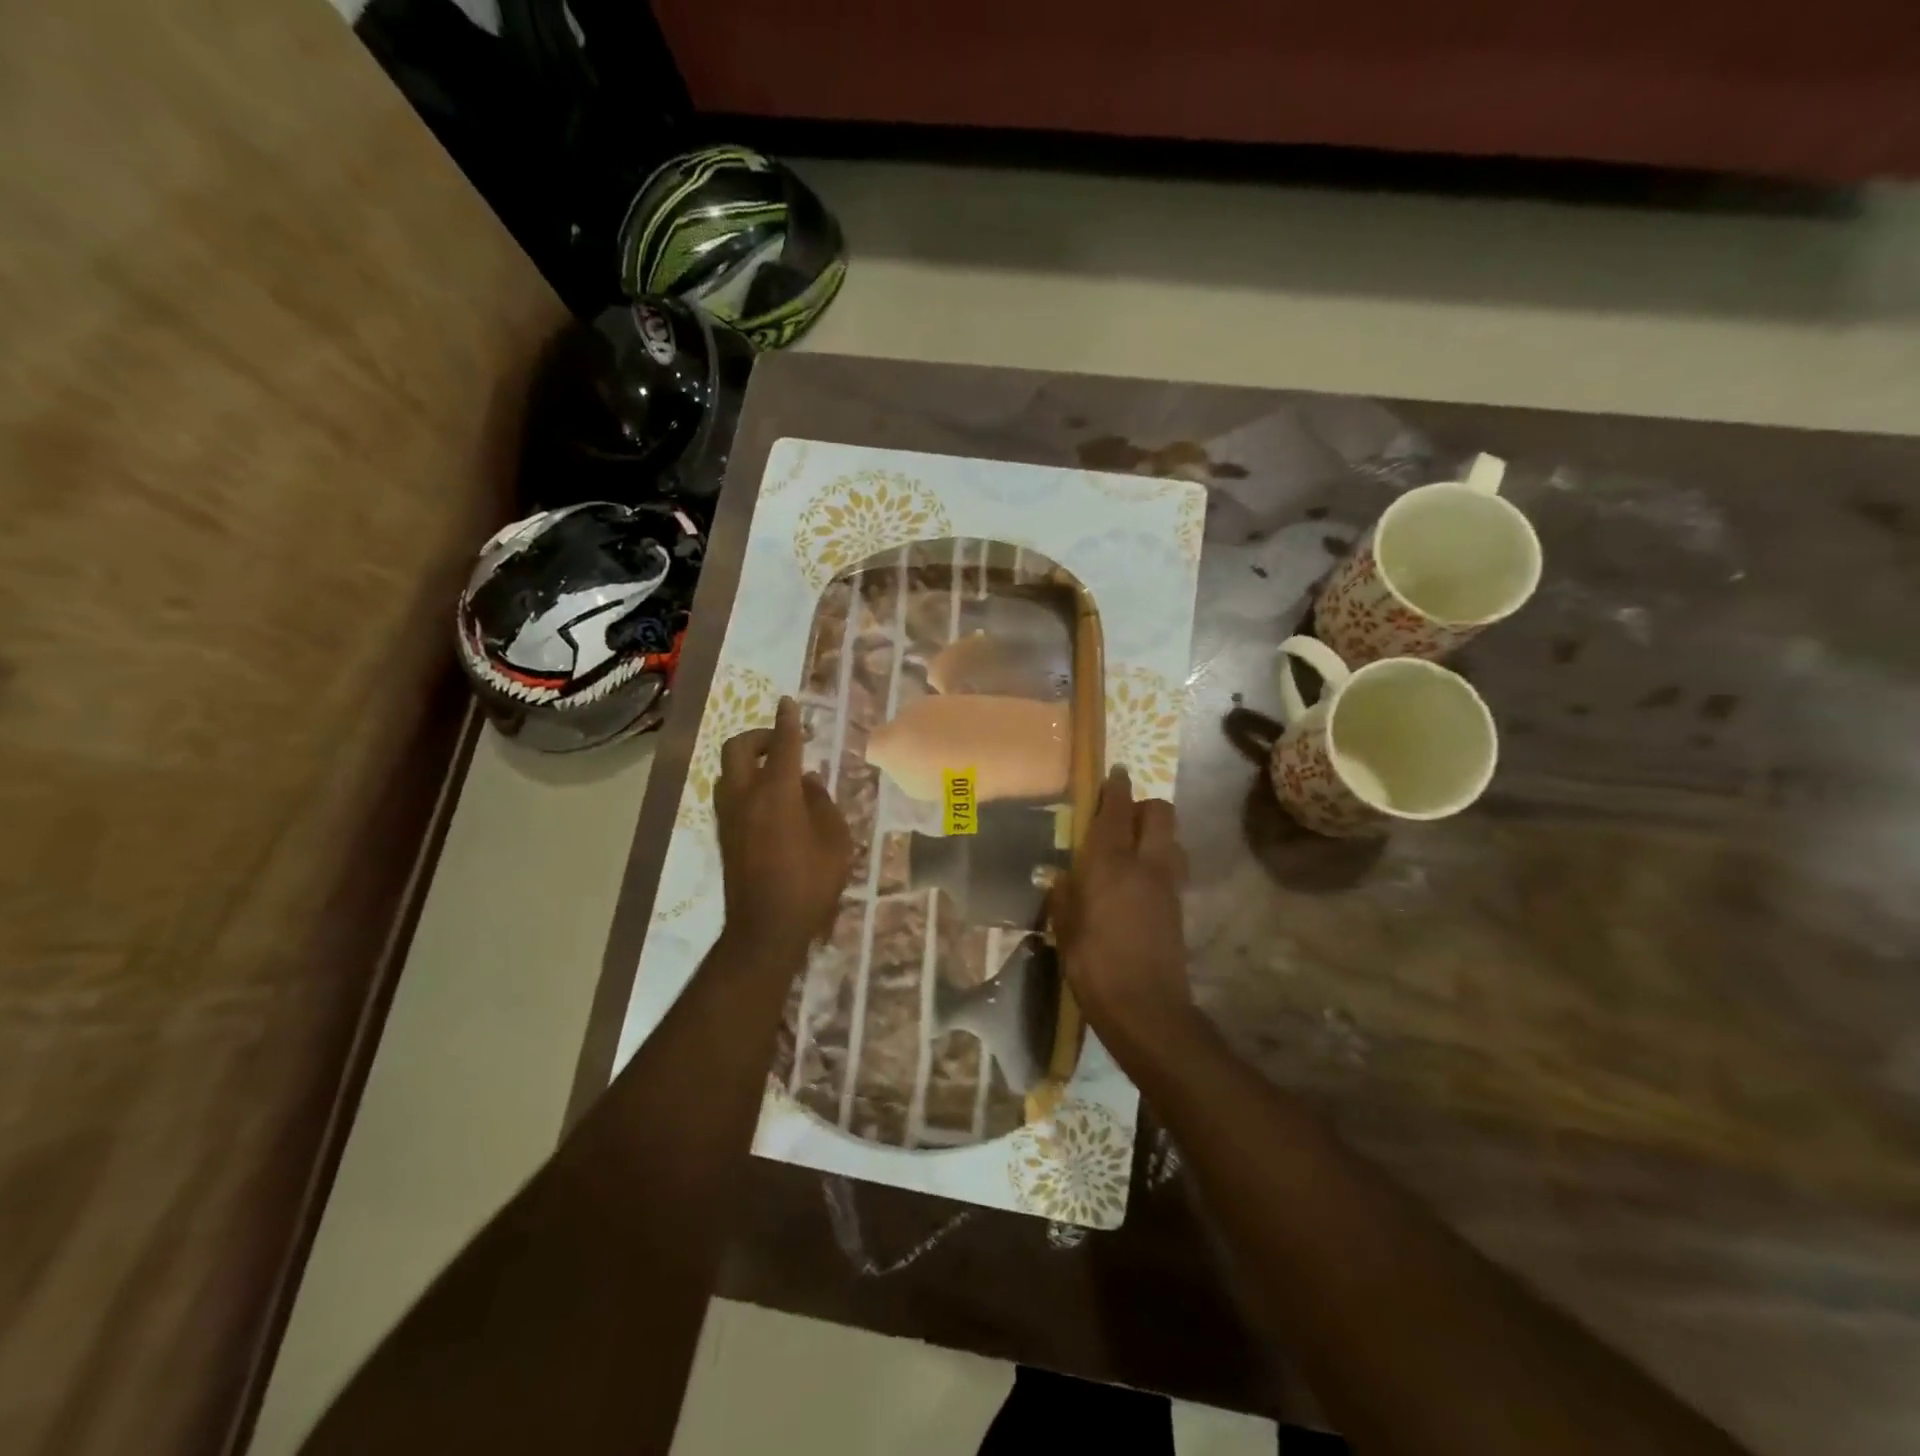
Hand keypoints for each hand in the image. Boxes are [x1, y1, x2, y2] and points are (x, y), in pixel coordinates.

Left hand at [715, 697, 852, 960]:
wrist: (766, 928)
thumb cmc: (811, 883)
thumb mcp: (835, 841)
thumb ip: (822, 803)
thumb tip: (807, 782)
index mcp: (777, 793)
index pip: (783, 745)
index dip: (787, 721)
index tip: (788, 702)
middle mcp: (746, 796)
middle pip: (738, 748)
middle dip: (759, 736)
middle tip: (782, 741)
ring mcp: (729, 816)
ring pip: (729, 770)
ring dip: (749, 760)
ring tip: (777, 771)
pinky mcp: (724, 834)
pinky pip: (729, 792)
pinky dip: (745, 782)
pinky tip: (768, 799)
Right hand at [1049, 766, 1194, 1061]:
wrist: (1146, 1008)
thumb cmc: (1094, 965)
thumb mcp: (1065, 929)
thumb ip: (1064, 895)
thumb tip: (1063, 877)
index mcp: (1110, 863)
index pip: (1116, 810)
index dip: (1116, 787)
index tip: (1115, 772)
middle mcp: (1145, 863)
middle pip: (1159, 812)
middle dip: (1143, 804)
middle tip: (1121, 815)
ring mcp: (1168, 883)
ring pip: (1172, 836)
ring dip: (1157, 830)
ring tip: (1133, 845)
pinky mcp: (1179, 905)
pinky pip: (1173, 864)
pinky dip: (1161, 857)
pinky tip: (1140, 879)